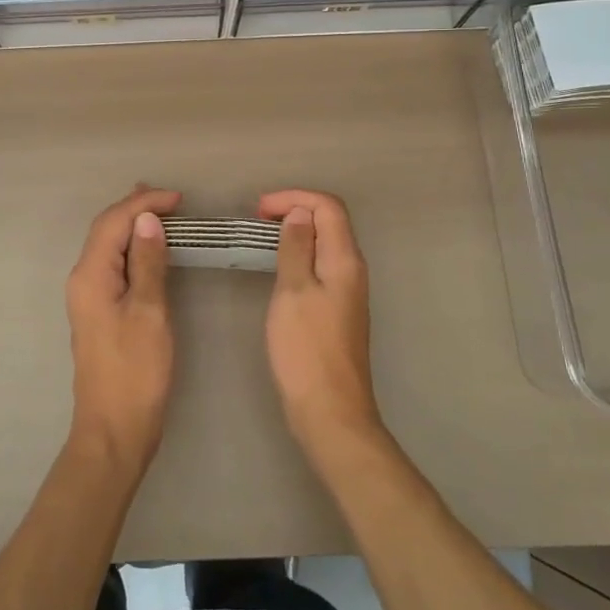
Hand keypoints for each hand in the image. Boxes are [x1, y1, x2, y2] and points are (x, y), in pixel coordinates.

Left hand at [65, 186, 181, 474]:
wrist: (114, 430)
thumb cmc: (136, 372)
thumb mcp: (149, 313)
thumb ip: (147, 263)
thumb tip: (147, 220)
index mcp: (90, 275)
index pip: (113, 223)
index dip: (143, 204)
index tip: (178, 198)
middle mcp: (82, 280)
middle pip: (104, 230)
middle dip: (133, 208)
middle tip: (166, 195)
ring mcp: (88, 297)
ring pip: (107, 247)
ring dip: (130, 226)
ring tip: (157, 210)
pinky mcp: (98, 312)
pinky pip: (112, 265)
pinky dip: (130, 248)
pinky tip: (146, 248)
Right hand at [258, 189, 381, 449]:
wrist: (330, 410)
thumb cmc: (306, 349)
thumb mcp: (293, 291)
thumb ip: (296, 247)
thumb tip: (300, 213)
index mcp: (345, 260)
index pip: (328, 207)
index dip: (295, 198)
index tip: (259, 209)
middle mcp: (352, 270)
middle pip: (330, 222)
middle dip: (295, 210)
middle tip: (257, 218)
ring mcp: (347, 292)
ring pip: (325, 244)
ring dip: (296, 232)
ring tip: (262, 237)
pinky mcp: (337, 311)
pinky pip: (320, 266)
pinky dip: (299, 254)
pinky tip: (278, 268)